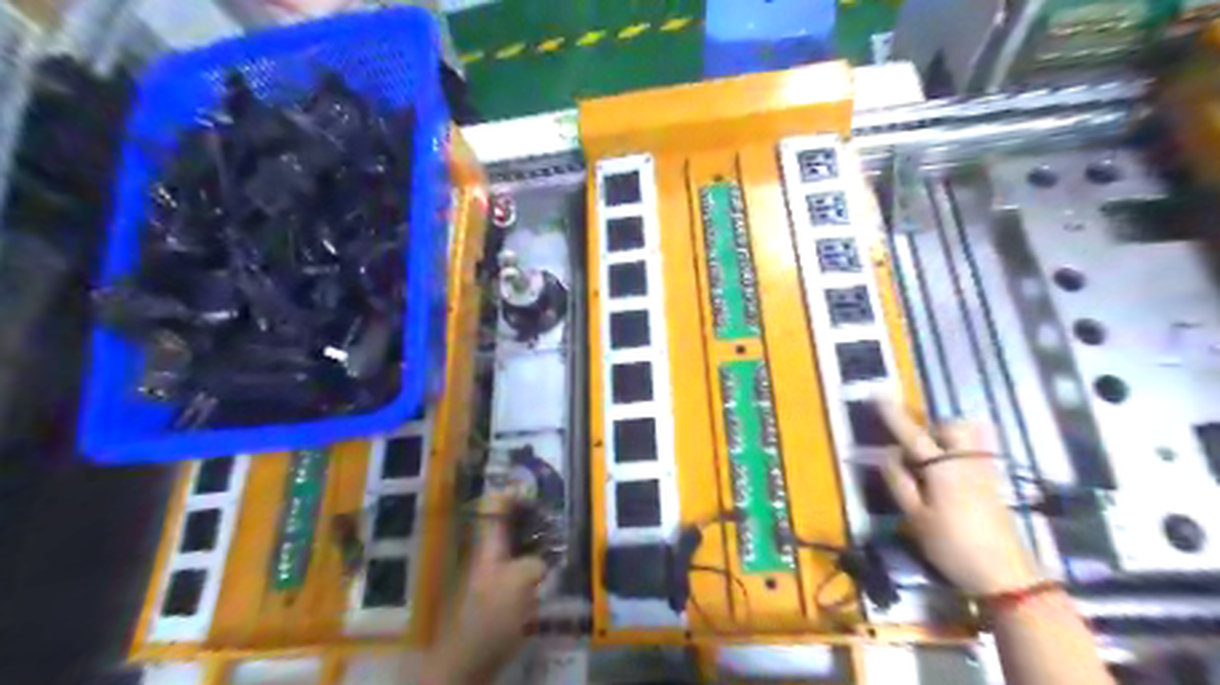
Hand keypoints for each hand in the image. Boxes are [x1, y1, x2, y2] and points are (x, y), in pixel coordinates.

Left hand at [427, 494, 549, 682]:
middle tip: (551, 513)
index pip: (496, 508)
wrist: (467, 661)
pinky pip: (516, 569)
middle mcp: (486, 557)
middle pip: (504, 526)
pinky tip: (548, 573)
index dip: (511, 493)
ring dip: (531, 540)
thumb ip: (535, 563)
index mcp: (488, 547)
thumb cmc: (491, 615)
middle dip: (526, 516)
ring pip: (511, 548)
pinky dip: (531, 564)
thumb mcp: (520, 581)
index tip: (533, 486)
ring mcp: (489, 577)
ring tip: (556, 539)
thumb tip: (542, 562)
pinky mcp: (495, 598)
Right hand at [879, 398, 1036, 596]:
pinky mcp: (994, 486)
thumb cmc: (952, 545)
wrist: (1007, 576)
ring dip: (947, 439)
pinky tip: (948, 477)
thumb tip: (886, 454)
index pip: (911, 434)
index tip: (876, 394)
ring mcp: (984, 472)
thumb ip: (899, 482)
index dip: (892, 414)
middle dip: (933, 426)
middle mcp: (965, 462)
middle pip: (953, 426)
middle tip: (915, 446)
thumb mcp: (916, 517)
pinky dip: (958, 454)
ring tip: (931, 461)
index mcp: (942, 468)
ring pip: (968, 439)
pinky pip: (974, 454)